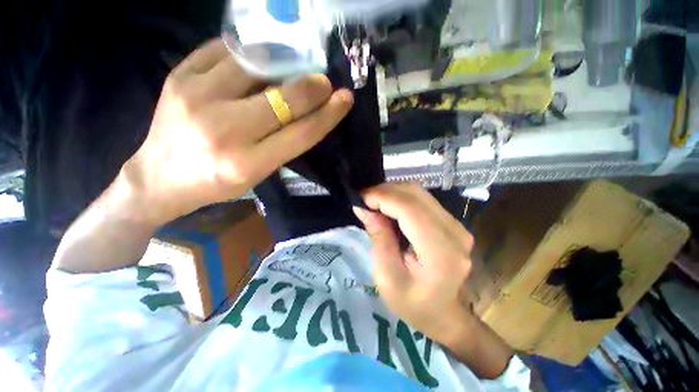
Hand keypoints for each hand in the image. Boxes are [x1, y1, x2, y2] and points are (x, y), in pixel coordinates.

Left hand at [122, 38, 353, 225]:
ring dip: (283, 64)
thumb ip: (283, 144)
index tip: (344, 99)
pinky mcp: (179, 77)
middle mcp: (223, 130)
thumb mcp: (257, 174)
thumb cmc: (216, 183)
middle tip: (324, 82)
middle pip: (282, 100)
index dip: (327, 115)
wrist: (160, 177)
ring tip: (294, 67)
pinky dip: (250, 51)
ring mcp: (196, 98)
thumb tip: (307, 111)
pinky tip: (261, 57)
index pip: (300, 134)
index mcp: (246, 163)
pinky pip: (224, 51)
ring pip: (255, 67)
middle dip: (311, 87)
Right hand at [353, 183, 473, 342]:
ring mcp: (457, 225)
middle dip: (385, 192)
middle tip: (364, 200)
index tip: (360, 199)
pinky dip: (402, 199)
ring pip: (419, 193)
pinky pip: (423, 200)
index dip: (382, 197)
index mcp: (440, 251)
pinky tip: (389, 207)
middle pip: (415, 195)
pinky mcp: (452, 223)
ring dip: (393, 193)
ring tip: (374, 203)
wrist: (443, 314)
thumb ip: (378, 237)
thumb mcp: (387, 276)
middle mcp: (454, 232)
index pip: (410, 209)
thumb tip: (363, 208)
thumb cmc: (412, 303)